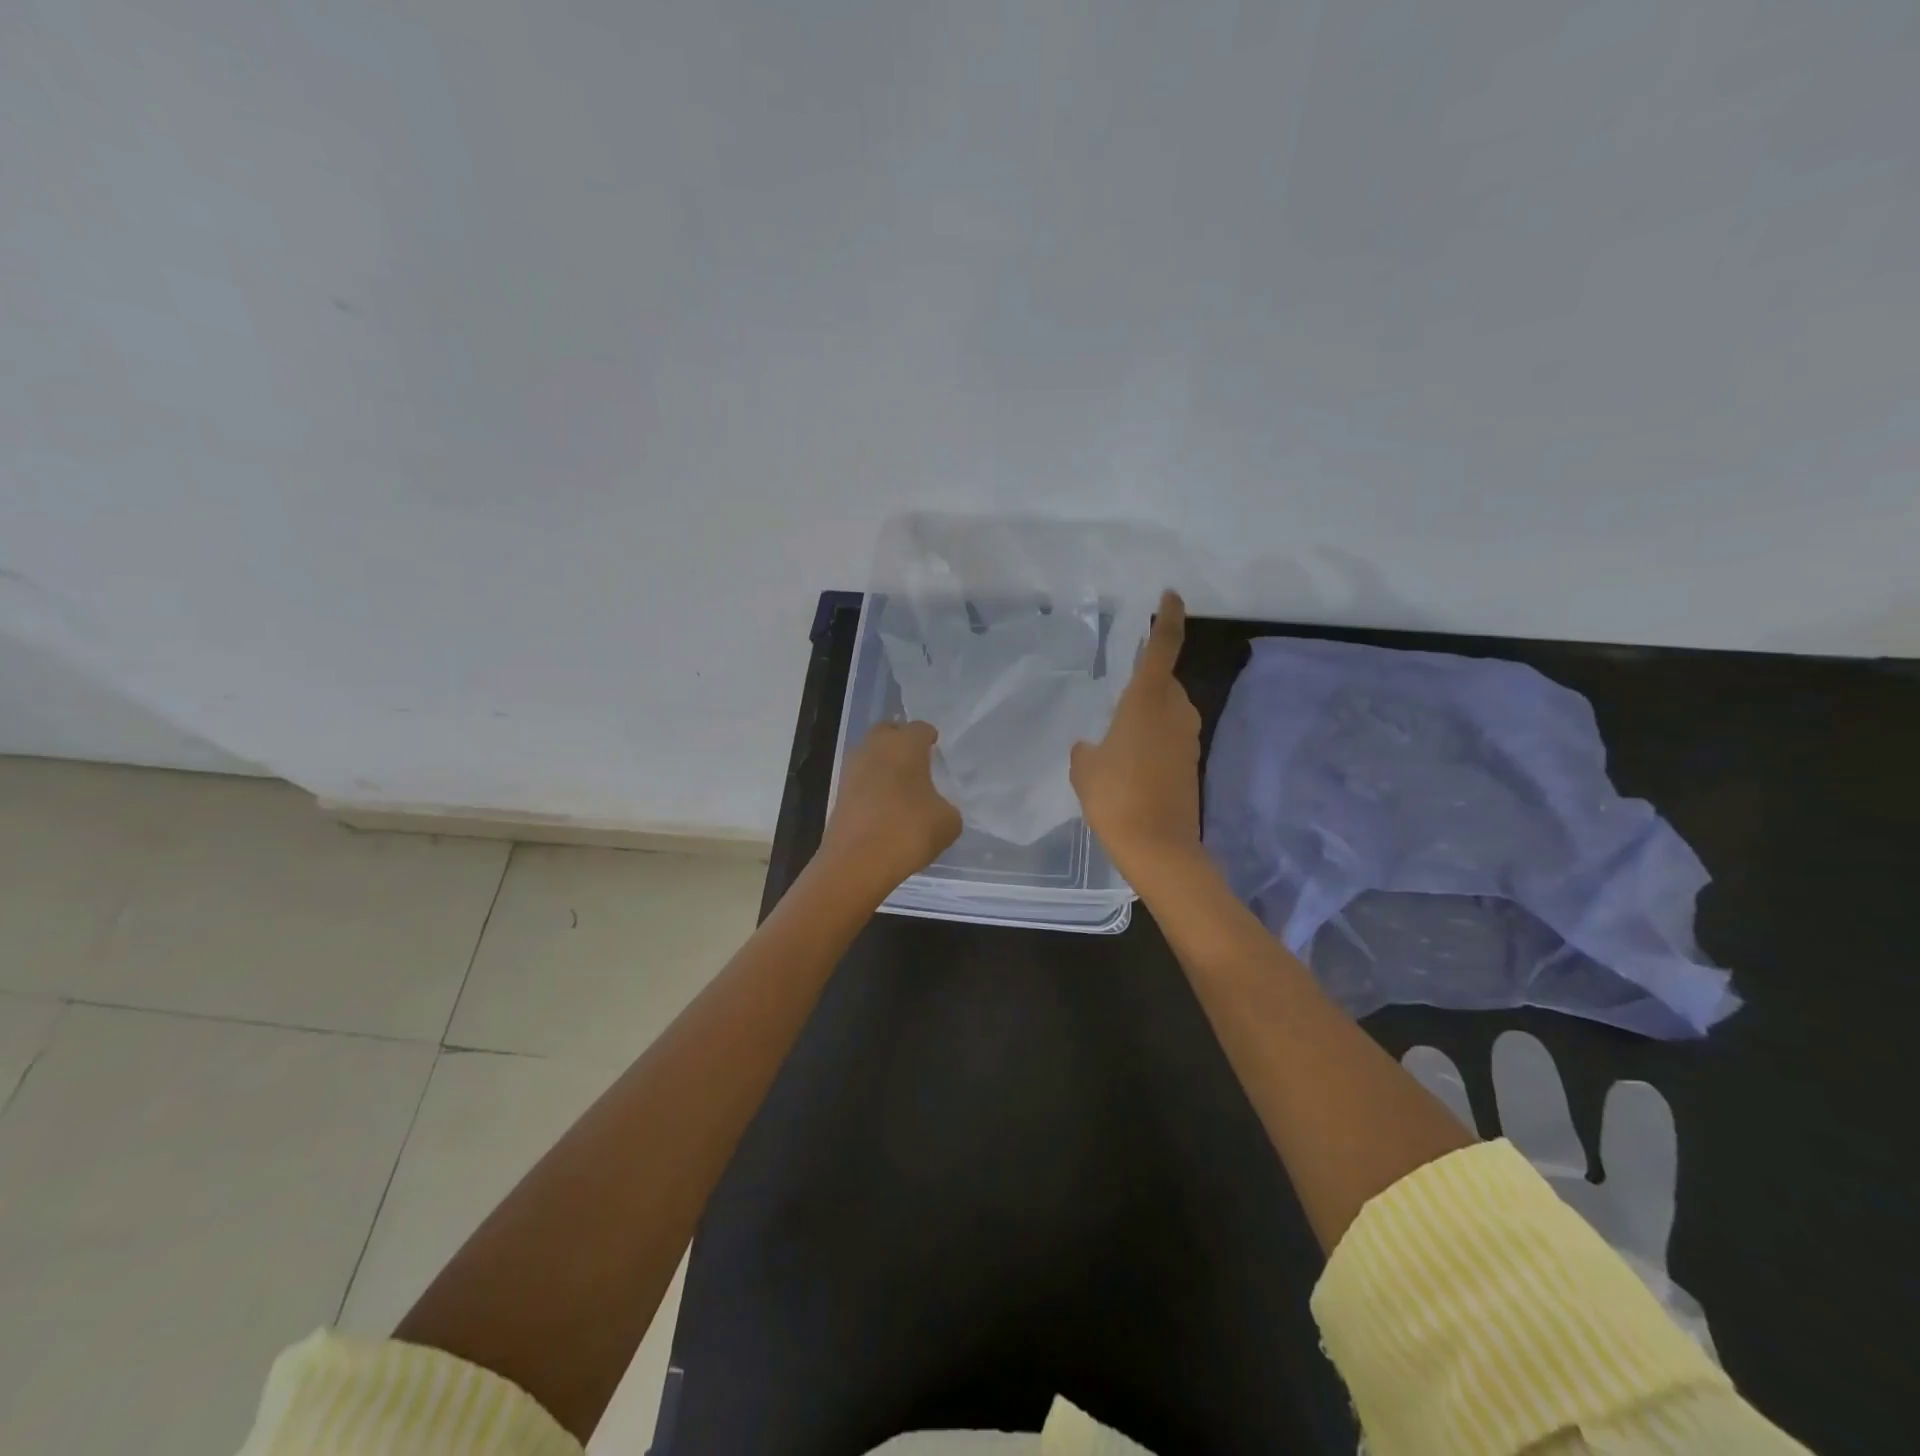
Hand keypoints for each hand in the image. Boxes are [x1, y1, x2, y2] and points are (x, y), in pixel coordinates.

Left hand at [819, 720, 961, 898]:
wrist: (857, 863)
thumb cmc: (908, 831)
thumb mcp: (948, 822)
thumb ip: (947, 807)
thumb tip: (937, 807)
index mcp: (904, 744)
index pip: (920, 728)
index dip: (930, 738)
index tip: (937, 749)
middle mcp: (875, 747)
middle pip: (888, 732)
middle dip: (902, 742)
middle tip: (918, 761)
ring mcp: (852, 769)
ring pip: (871, 755)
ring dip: (885, 764)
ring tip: (903, 786)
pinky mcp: (839, 793)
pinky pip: (862, 779)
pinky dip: (873, 786)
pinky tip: (887, 806)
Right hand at [1070, 591, 1202, 882]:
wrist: (1158, 846)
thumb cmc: (1115, 796)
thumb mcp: (1085, 768)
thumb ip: (1087, 748)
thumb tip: (1092, 746)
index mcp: (1147, 700)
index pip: (1162, 646)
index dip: (1169, 618)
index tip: (1171, 596)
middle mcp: (1175, 711)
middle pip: (1164, 681)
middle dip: (1145, 682)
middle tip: (1115, 696)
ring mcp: (1188, 738)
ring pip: (1169, 710)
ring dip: (1149, 713)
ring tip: (1118, 734)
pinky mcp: (1192, 763)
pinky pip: (1171, 736)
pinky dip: (1154, 738)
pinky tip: (1131, 760)